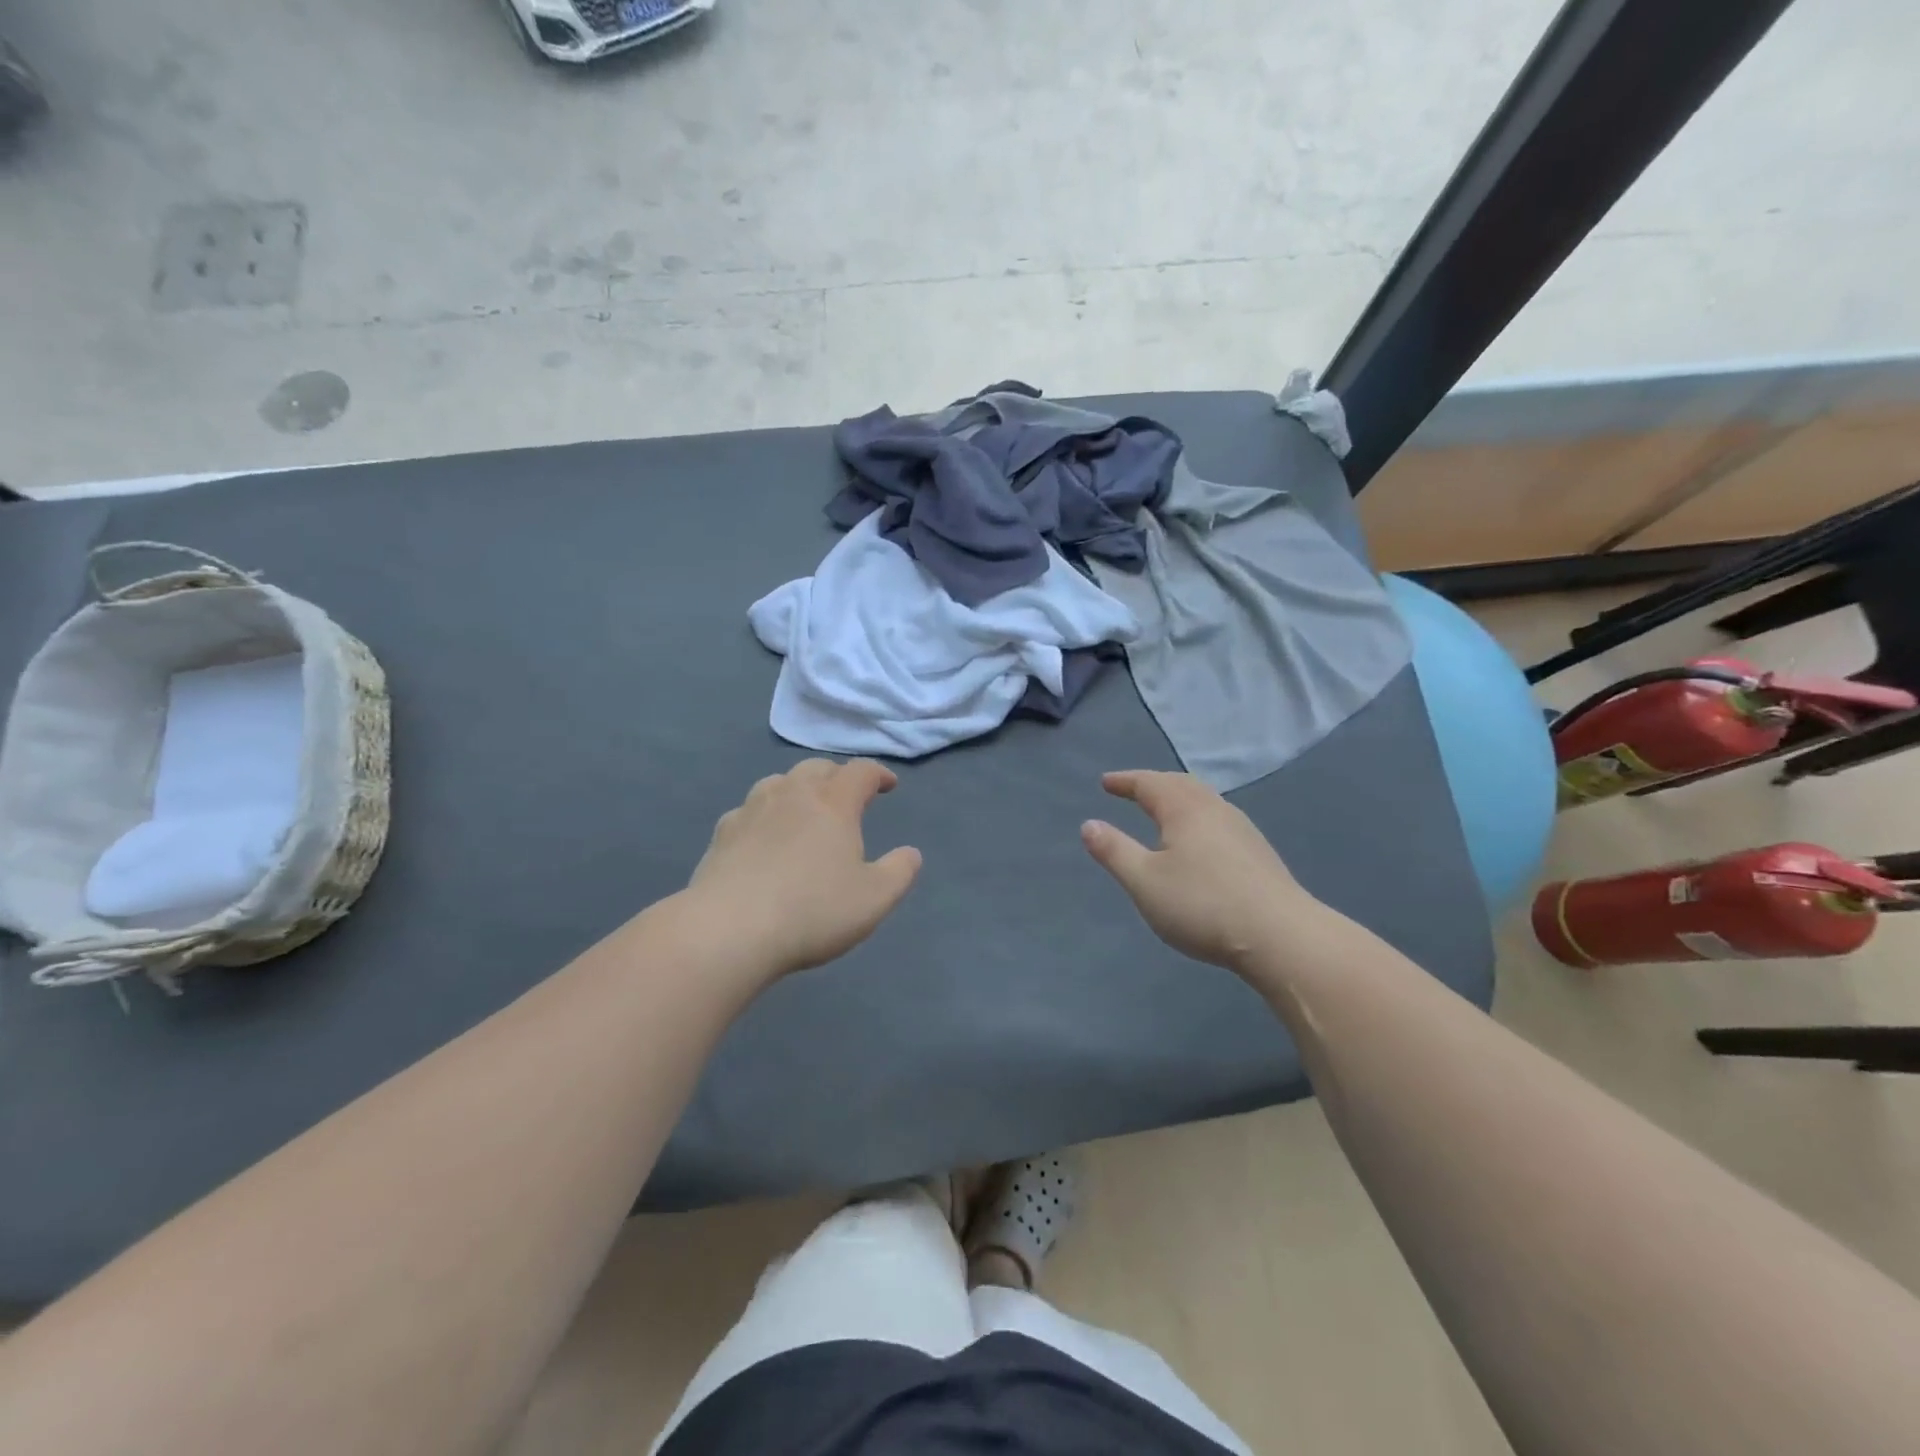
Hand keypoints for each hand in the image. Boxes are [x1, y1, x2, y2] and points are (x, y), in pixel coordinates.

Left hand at [686, 759, 921, 977]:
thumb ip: (899, 872)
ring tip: (804, 808)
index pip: (860, 772)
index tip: (889, 786)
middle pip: (817, 768)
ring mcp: (752, 811)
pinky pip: (748, 809)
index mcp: (833, 804)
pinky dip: (764, 813)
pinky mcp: (722, 834)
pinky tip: (762, 835)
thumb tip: (911, 853)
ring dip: (797, 788)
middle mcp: (792, 795)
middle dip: (837, 776)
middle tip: (847, 795)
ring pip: (778, 782)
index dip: (878, 774)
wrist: (729, 930)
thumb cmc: (812, 911)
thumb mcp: (874, 899)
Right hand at [1081, 770, 1320, 972]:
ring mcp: (1242, 830)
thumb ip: (1114, 851)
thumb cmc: (1202, 905)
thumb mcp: (1144, 881)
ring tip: (1163, 811)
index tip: (1106, 783)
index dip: (1125, 781)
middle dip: (1154, 784)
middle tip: (1133, 790)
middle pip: (1181, 784)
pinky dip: (1197, 817)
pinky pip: (1218, 819)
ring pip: (1204, 800)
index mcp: (1185, 809)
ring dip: (1179, 798)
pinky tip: (1199, 841)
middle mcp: (1215, 809)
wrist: (1281, 936)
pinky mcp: (1258, 853)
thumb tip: (1089, 825)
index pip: (1150, 783)